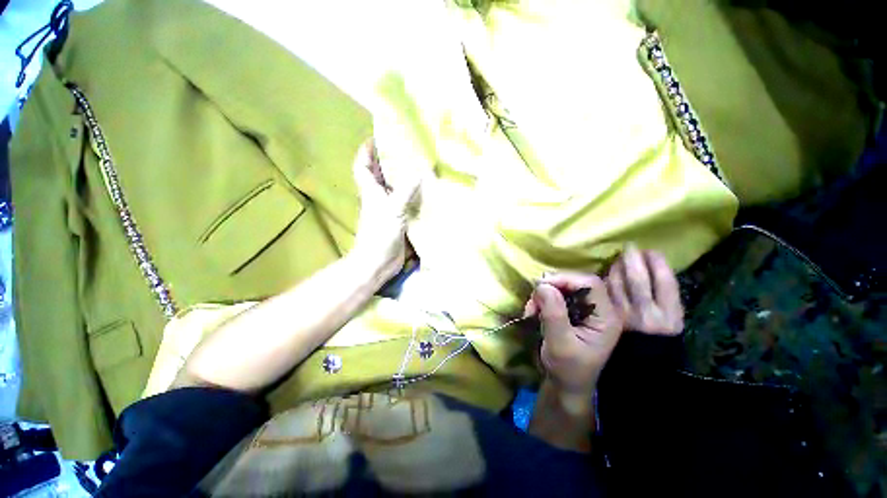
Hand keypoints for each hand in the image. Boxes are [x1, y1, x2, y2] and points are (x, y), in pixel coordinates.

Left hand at [350, 139, 420, 280]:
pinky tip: (424, 192)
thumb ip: (407, 190)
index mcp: (370, 191)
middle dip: (386, 161)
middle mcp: (378, 198)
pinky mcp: (398, 220)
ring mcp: (388, 209)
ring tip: (416, 165)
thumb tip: (422, 169)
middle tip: (403, 148)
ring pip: (393, 188)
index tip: (375, 137)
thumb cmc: (379, 234)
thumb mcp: (393, 209)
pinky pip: (405, 203)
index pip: (362, 166)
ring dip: (401, 177)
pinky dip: (412, 196)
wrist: (378, 262)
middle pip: (378, 175)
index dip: (366, 151)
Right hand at [524, 273, 623, 398]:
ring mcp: (587, 310)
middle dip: (551, 288)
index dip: (565, 279)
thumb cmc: (567, 370)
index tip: (541, 287)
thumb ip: (553, 314)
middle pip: (576, 282)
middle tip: (533, 301)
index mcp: (606, 318)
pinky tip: (535, 311)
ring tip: (531, 310)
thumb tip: (543, 285)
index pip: (590, 284)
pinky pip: (557, 296)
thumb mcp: (559, 344)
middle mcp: (600, 310)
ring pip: (564, 287)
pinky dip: (543, 300)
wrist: (566, 385)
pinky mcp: (574, 312)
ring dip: (544, 294)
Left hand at [607, 245, 683, 335]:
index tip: (652, 251)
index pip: (665, 282)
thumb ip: (662, 296)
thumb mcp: (668, 320)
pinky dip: (605, 279)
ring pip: (617, 283)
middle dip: (634, 259)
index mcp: (671, 318)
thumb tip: (651, 265)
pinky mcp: (604, 317)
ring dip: (617, 266)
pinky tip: (607, 272)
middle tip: (630, 247)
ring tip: (619, 257)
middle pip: (638, 279)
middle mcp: (646, 317)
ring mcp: (622, 317)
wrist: (636, 366)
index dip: (658, 263)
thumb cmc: (655, 343)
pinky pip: (603, 291)